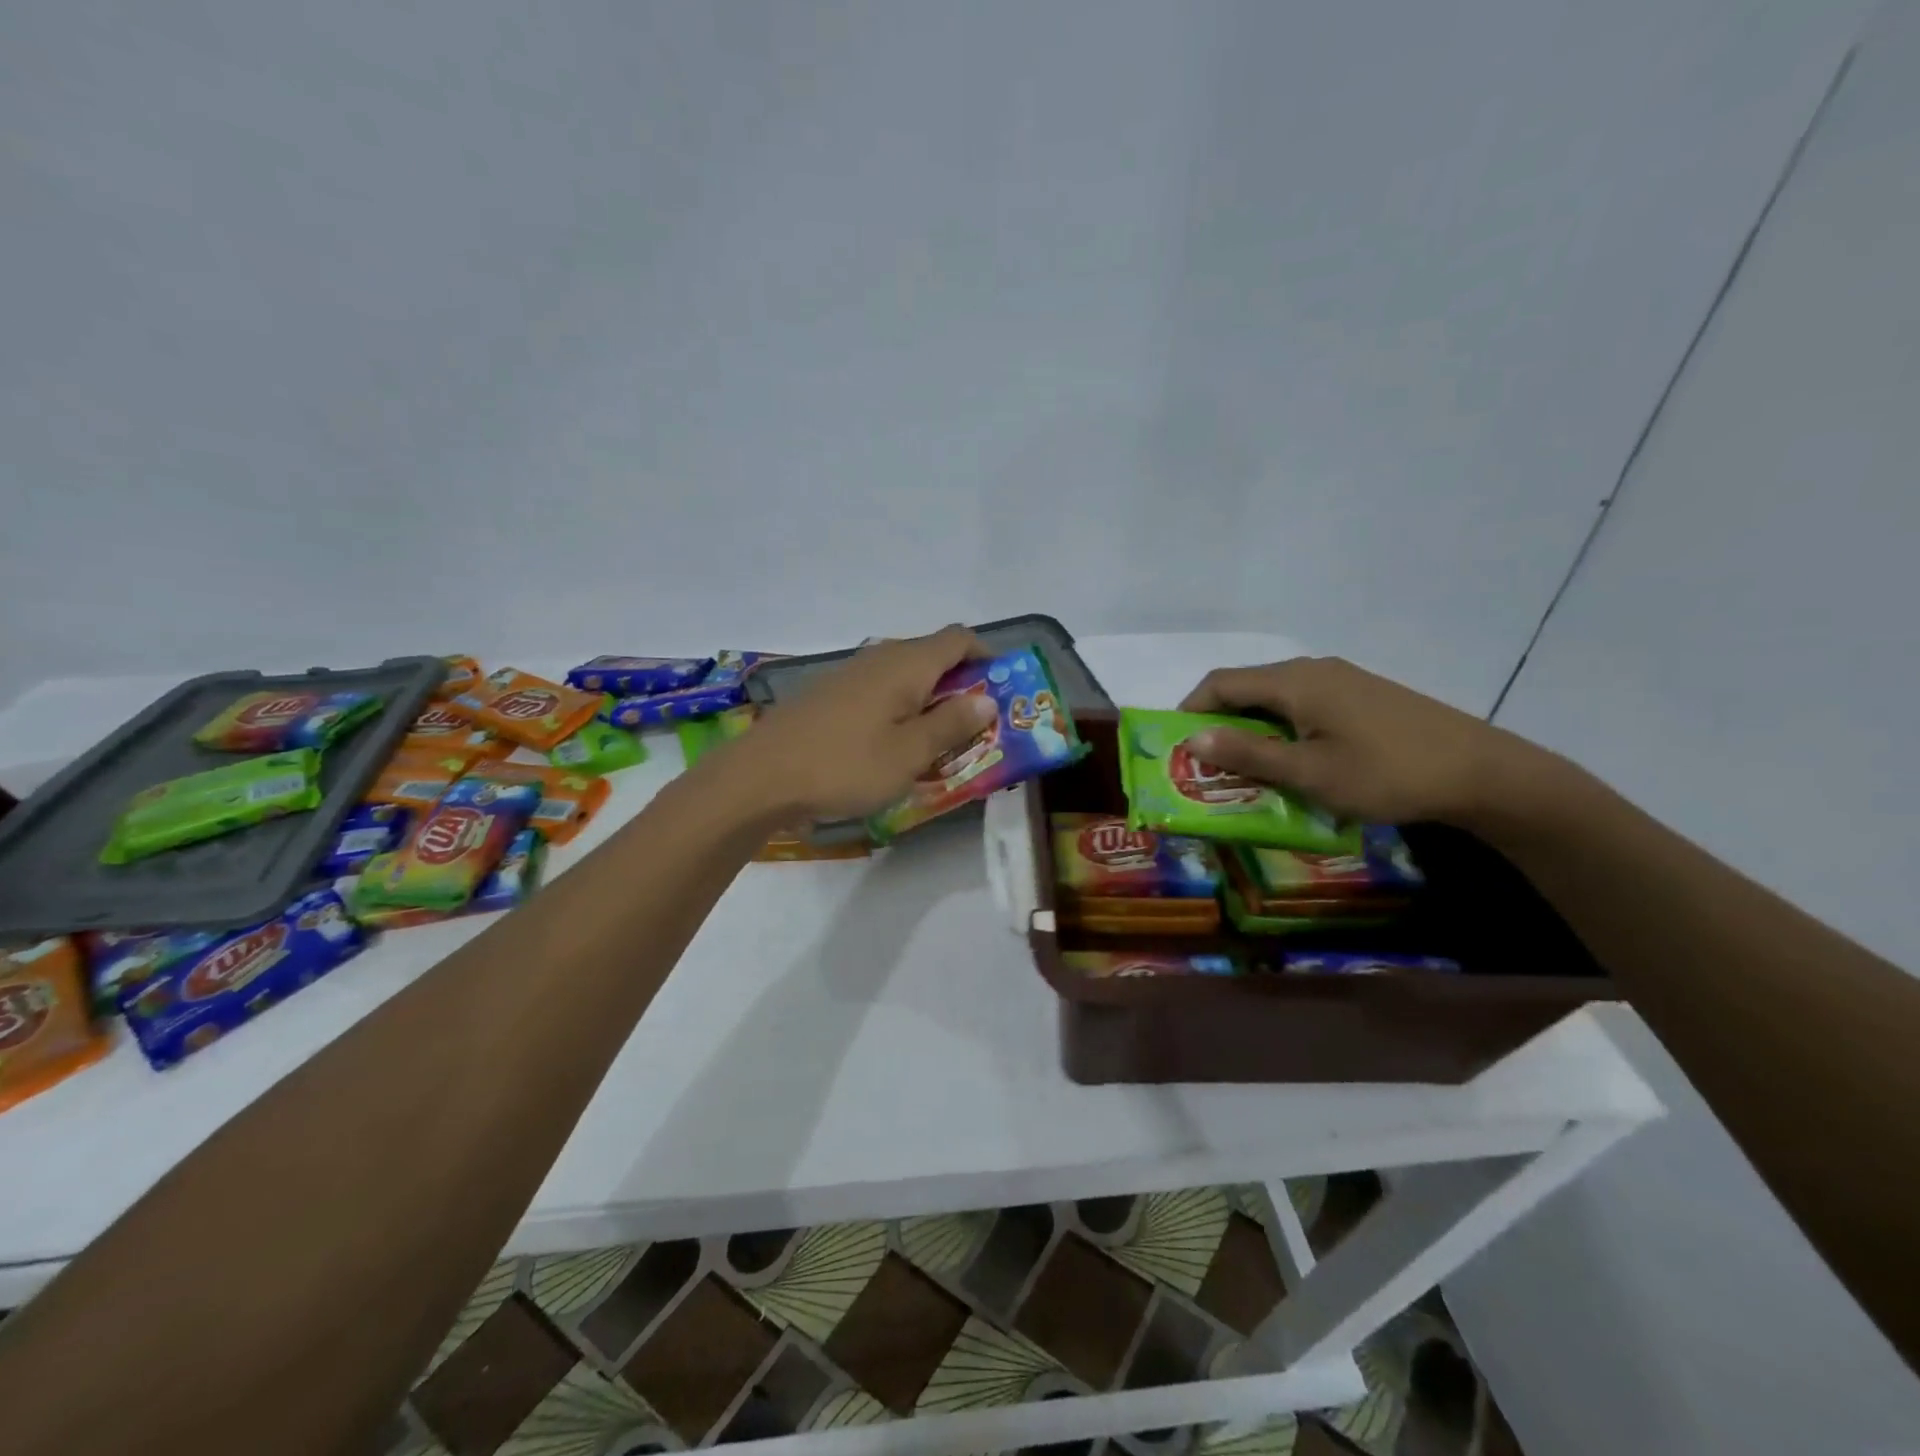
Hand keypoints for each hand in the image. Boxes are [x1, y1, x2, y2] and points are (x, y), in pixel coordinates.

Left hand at [734, 627, 997, 820]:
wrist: (761, 777)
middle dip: (960, 685)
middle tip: (974, 727)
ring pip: (904, 676)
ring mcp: (850, 674)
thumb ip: (951, 724)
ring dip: (929, 700)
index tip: (999, 692)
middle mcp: (879, 658)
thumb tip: (987, 698)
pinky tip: (891, 745)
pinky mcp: (829, 695)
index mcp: (906, 664)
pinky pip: (879, 691)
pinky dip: (898, 709)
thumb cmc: (845, 765)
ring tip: (936, 742)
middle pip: (932, 655)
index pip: (959, 638)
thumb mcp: (910, 753)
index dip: (986, 658)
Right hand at [1179, 657, 1551, 825]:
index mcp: (1294, 682)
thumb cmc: (1386, 773)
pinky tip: (1293, 762)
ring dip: (1250, 730)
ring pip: (1275, 699)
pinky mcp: (1362, 697)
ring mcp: (1342, 681)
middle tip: (1206, 766)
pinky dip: (1281, 730)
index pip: (1220, 683)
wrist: (1483, 773)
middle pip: (1246, 688)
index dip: (1190, 710)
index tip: (1175, 746)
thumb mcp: (1309, 772)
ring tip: (1245, 770)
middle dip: (1218, 724)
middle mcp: (1313, 671)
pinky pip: (1303, 707)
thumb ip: (1248, 753)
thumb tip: (1192, 737)